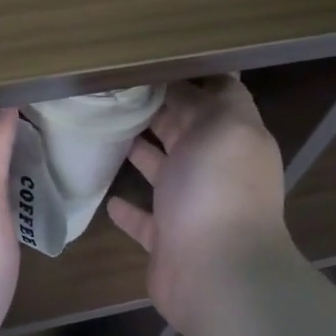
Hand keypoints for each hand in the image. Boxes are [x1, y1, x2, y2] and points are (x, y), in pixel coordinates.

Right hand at [107, 77, 293, 330]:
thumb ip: (211, 98)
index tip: (144, 61)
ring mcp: (190, 206)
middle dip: (156, 109)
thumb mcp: (225, 125)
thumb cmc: (217, 189)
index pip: (212, 96)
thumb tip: (186, 82)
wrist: (217, 274)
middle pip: (183, 130)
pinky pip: (144, 218)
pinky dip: (127, 207)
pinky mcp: (166, 239)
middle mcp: (214, 169)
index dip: (185, 77)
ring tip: (103, 130)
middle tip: (112, 90)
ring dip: (139, 152)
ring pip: (162, 170)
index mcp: (232, 137)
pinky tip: (106, 195)